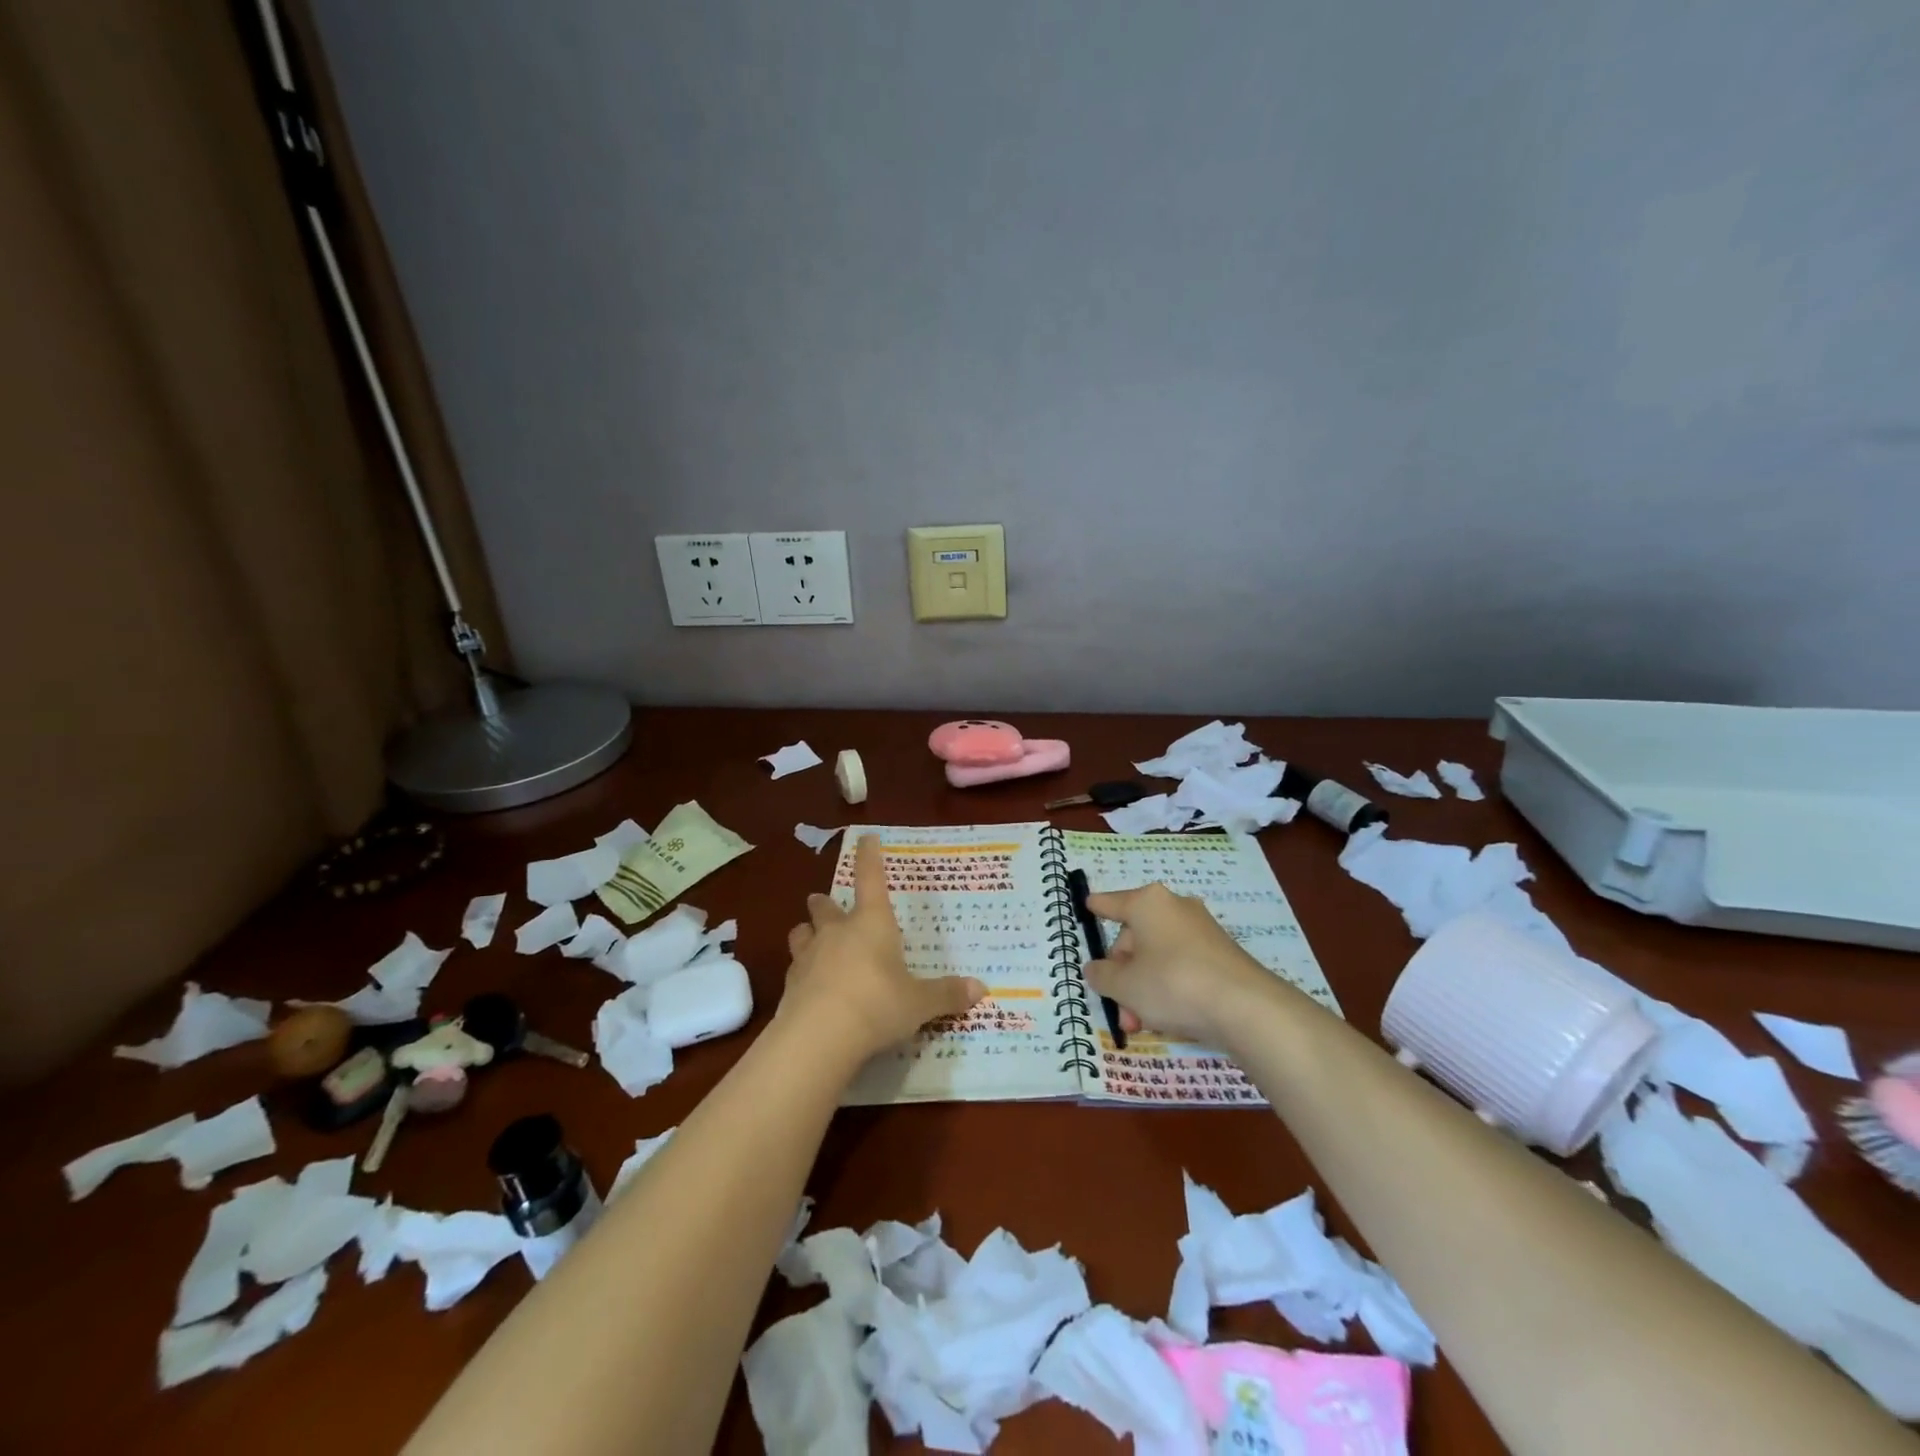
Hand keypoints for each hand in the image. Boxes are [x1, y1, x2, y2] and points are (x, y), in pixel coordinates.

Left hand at [778, 833, 985, 1062]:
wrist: (819, 1037)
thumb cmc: (878, 1005)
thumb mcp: (919, 1003)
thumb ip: (946, 994)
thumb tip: (981, 990)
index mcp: (872, 923)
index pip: (870, 878)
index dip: (869, 856)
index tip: (866, 838)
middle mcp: (837, 931)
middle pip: (825, 905)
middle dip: (826, 903)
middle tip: (827, 905)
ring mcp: (808, 956)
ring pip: (801, 932)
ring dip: (807, 932)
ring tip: (812, 939)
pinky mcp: (789, 984)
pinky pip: (794, 968)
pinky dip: (801, 971)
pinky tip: (808, 985)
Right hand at [1083, 883, 1290, 1046]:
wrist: (1246, 1008)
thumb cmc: (1172, 984)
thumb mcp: (1124, 986)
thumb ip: (1102, 976)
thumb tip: (1096, 969)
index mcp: (1148, 904)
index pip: (1112, 903)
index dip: (1097, 907)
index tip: (1088, 905)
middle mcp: (1175, 908)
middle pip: (1135, 937)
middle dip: (1123, 975)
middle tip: (1120, 1008)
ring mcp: (1202, 931)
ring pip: (1158, 957)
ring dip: (1144, 988)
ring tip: (1141, 1024)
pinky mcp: (1222, 955)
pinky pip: (1182, 966)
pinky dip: (1169, 988)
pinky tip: (1168, 1018)